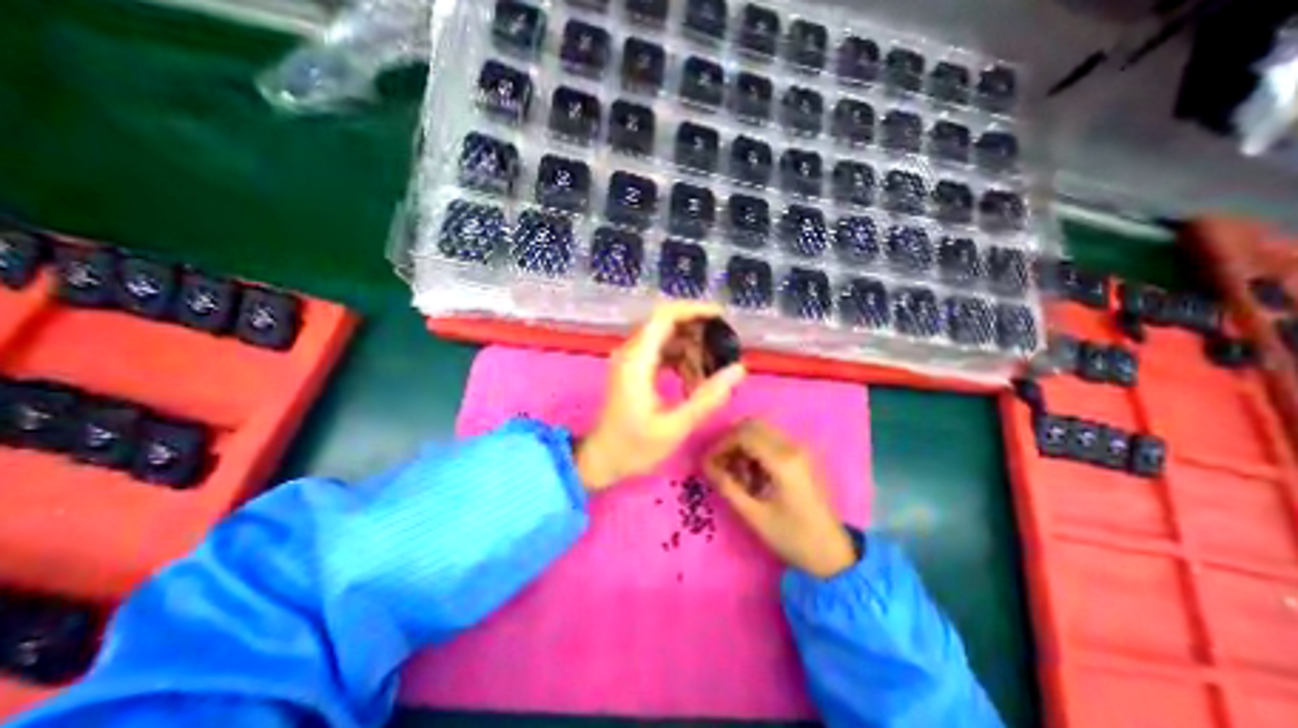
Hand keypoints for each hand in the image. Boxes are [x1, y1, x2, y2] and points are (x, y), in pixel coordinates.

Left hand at [576, 298, 745, 490]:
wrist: (601, 459)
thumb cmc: (633, 447)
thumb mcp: (674, 428)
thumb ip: (706, 398)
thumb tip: (738, 369)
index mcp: (637, 361)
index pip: (664, 316)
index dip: (693, 310)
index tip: (721, 317)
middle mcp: (631, 352)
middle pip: (667, 323)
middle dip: (698, 332)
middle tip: (722, 351)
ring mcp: (631, 360)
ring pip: (666, 338)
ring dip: (691, 349)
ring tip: (711, 372)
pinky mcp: (634, 369)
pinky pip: (662, 352)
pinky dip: (681, 360)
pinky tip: (694, 381)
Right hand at [706, 422, 858, 580]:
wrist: (833, 553)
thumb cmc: (793, 537)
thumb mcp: (755, 516)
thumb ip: (728, 487)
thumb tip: (706, 466)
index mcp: (783, 461)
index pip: (743, 435)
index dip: (720, 445)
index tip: (708, 463)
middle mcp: (793, 447)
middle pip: (752, 426)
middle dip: (731, 442)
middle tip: (720, 465)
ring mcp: (800, 449)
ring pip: (762, 431)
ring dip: (743, 446)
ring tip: (737, 475)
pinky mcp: (802, 456)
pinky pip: (772, 441)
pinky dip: (756, 450)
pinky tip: (753, 476)